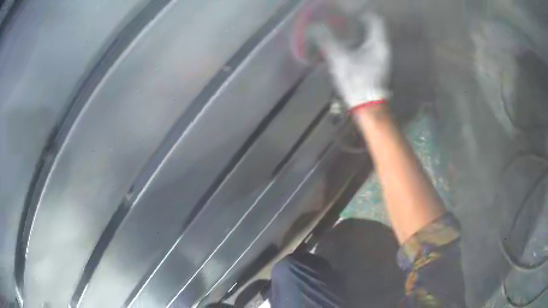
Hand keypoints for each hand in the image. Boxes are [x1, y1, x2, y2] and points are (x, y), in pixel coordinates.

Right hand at [314, 13, 390, 110]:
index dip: (361, 11)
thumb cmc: (357, 81)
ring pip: (371, 35)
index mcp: (378, 43)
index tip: (347, 10)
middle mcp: (382, 47)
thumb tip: (314, 27)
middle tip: (342, 16)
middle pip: (373, 25)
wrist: (367, 104)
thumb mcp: (340, 59)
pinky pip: (368, 44)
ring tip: (342, 27)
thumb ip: (327, 41)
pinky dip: (358, 39)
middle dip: (358, 19)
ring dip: (358, 29)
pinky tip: (347, 42)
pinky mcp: (376, 62)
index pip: (374, 19)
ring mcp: (381, 55)